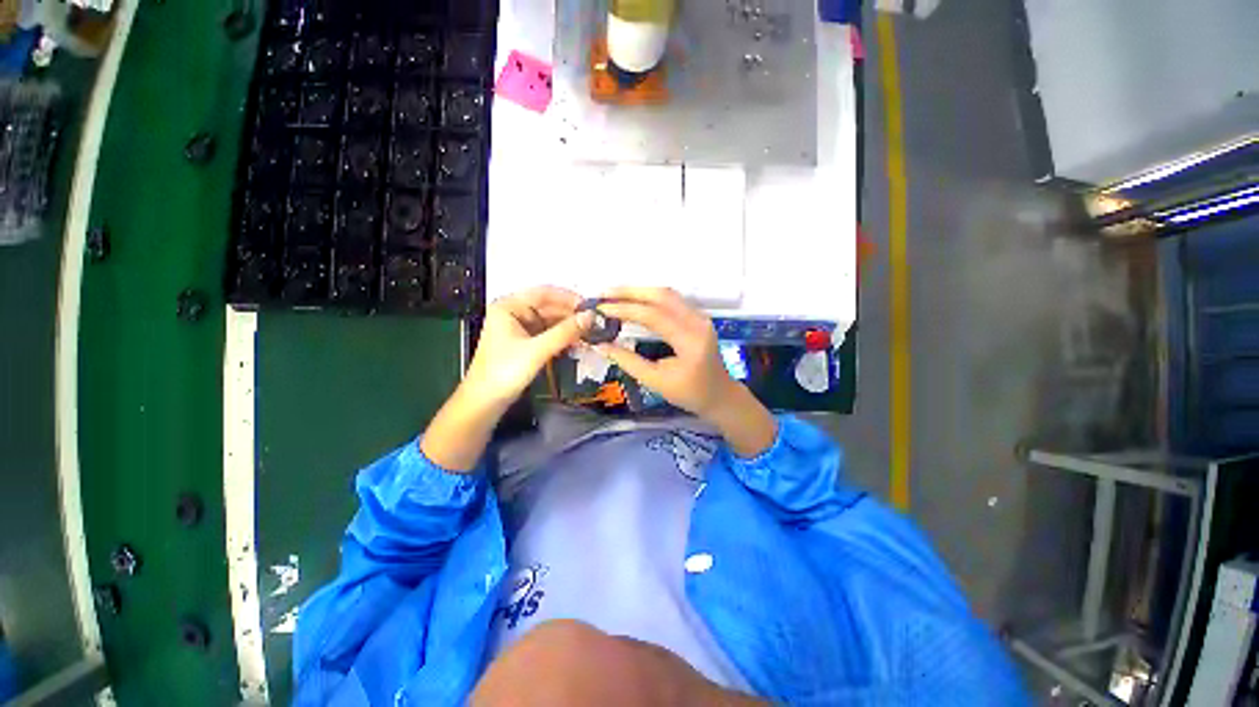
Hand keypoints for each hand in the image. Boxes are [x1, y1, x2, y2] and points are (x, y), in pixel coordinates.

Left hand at [421, 286, 588, 471]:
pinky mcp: (525, 343)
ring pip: (550, 321)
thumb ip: (565, 332)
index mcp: (509, 306)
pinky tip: (577, 342)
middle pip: (549, 307)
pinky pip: (548, 334)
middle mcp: (514, 313)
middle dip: (571, 315)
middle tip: (594, 323)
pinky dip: (562, 337)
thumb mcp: (537, 350)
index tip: (590, 307)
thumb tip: (591, 317)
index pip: (544, 293)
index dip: (569, 298)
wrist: (485, 402)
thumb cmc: (505, 371)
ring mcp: (520, 328)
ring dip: (569, 327)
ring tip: (590, 333)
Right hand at [596, 288, 776, 456]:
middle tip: (604, 294)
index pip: (654, 316)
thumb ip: (628, 361)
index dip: (625, 309)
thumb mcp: (656, 382)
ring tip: (614, 295)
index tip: (602, 308)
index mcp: (690, 341)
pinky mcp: (697, 317)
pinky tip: (634, 301)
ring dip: (640, 292)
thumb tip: (600, 345)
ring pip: (667, 294)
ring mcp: (700, 317)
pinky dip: (650, 298)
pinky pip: (672, 300)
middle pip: (662, 295)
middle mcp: (698, 322)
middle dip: (630, 292)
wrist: (720, 395)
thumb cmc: (689, 394)